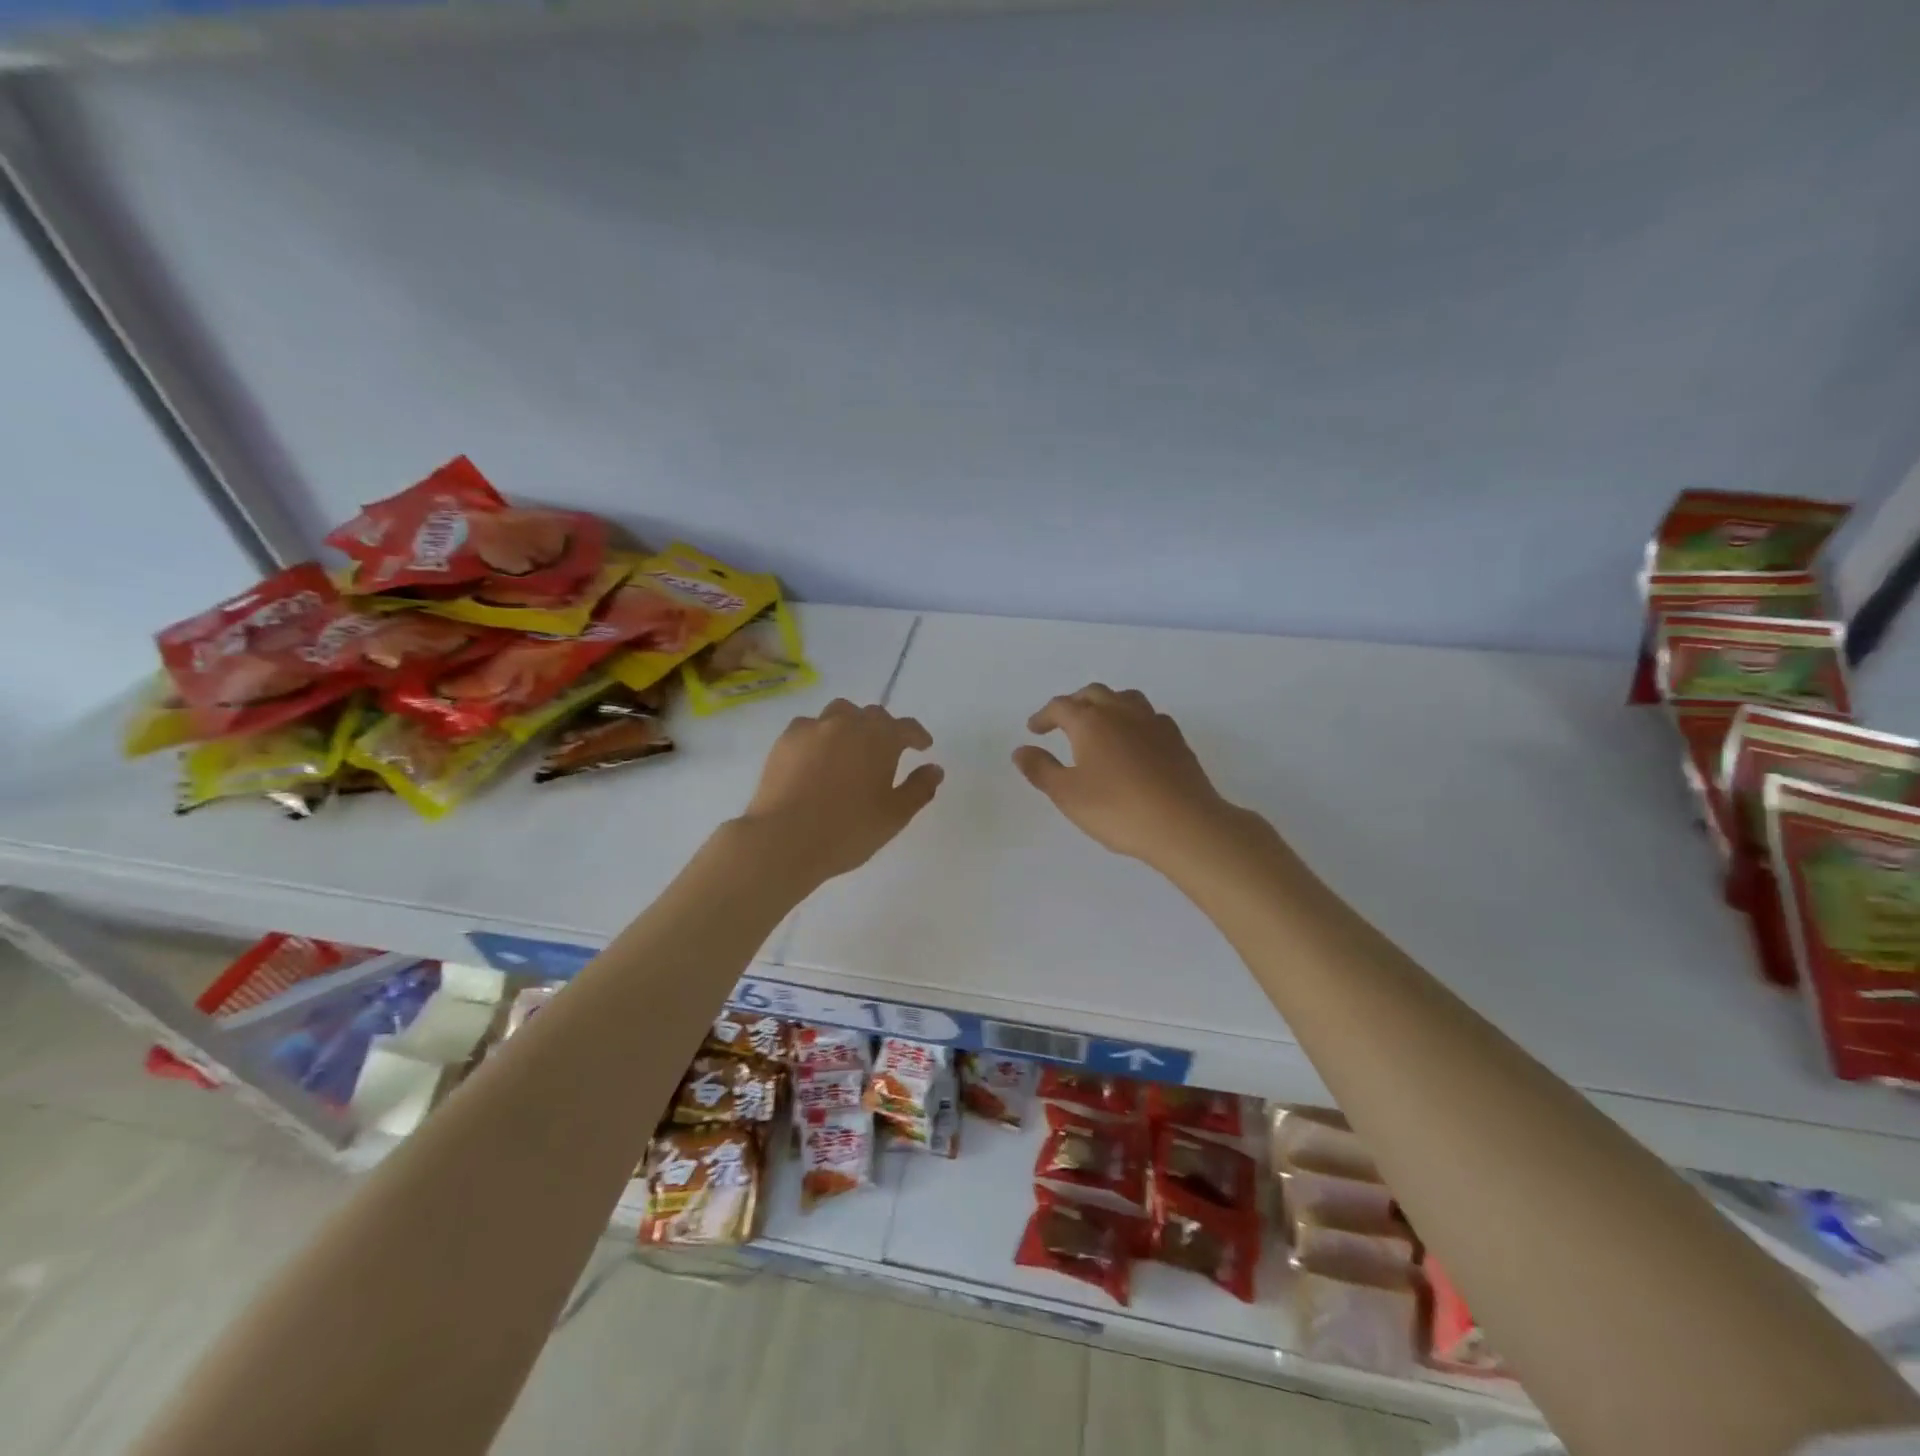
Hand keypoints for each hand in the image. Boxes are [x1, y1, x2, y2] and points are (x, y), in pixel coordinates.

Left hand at [742, 700, 943, 885]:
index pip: (906, 727)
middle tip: (887, 751)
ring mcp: (812, 728)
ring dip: (850, 725)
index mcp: (880, 738)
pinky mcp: (784, 741)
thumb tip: (934, 769)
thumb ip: (919, 789)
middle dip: (884, 729)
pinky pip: (809, 727)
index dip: (918, 736)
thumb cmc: (848, 830)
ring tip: (850, 747)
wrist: (784, 839)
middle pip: (872, 715)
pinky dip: (819, 736)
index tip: (923, 747)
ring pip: (838, 713)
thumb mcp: (895, 815)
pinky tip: (817, 756)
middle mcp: (847, 723)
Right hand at [1013, 684, 1245, 870]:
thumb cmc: (1117, 809)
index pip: (1061, 707)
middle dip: (1074, 703)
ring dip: (1106, 704)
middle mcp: (1121, 712)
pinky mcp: (1176, 739)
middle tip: (1063, 721)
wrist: (1183, 823)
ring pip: (1125, 698)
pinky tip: (1135, 739)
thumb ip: (1041, 769)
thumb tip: (1021, 750)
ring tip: (1099, 722)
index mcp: (1090, 722)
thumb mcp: (1067, 794)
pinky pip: (1149, 716)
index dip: (1044, 716)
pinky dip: (1134, 720)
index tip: (1034, 730)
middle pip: (1093, 694)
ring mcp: (1153, 723)